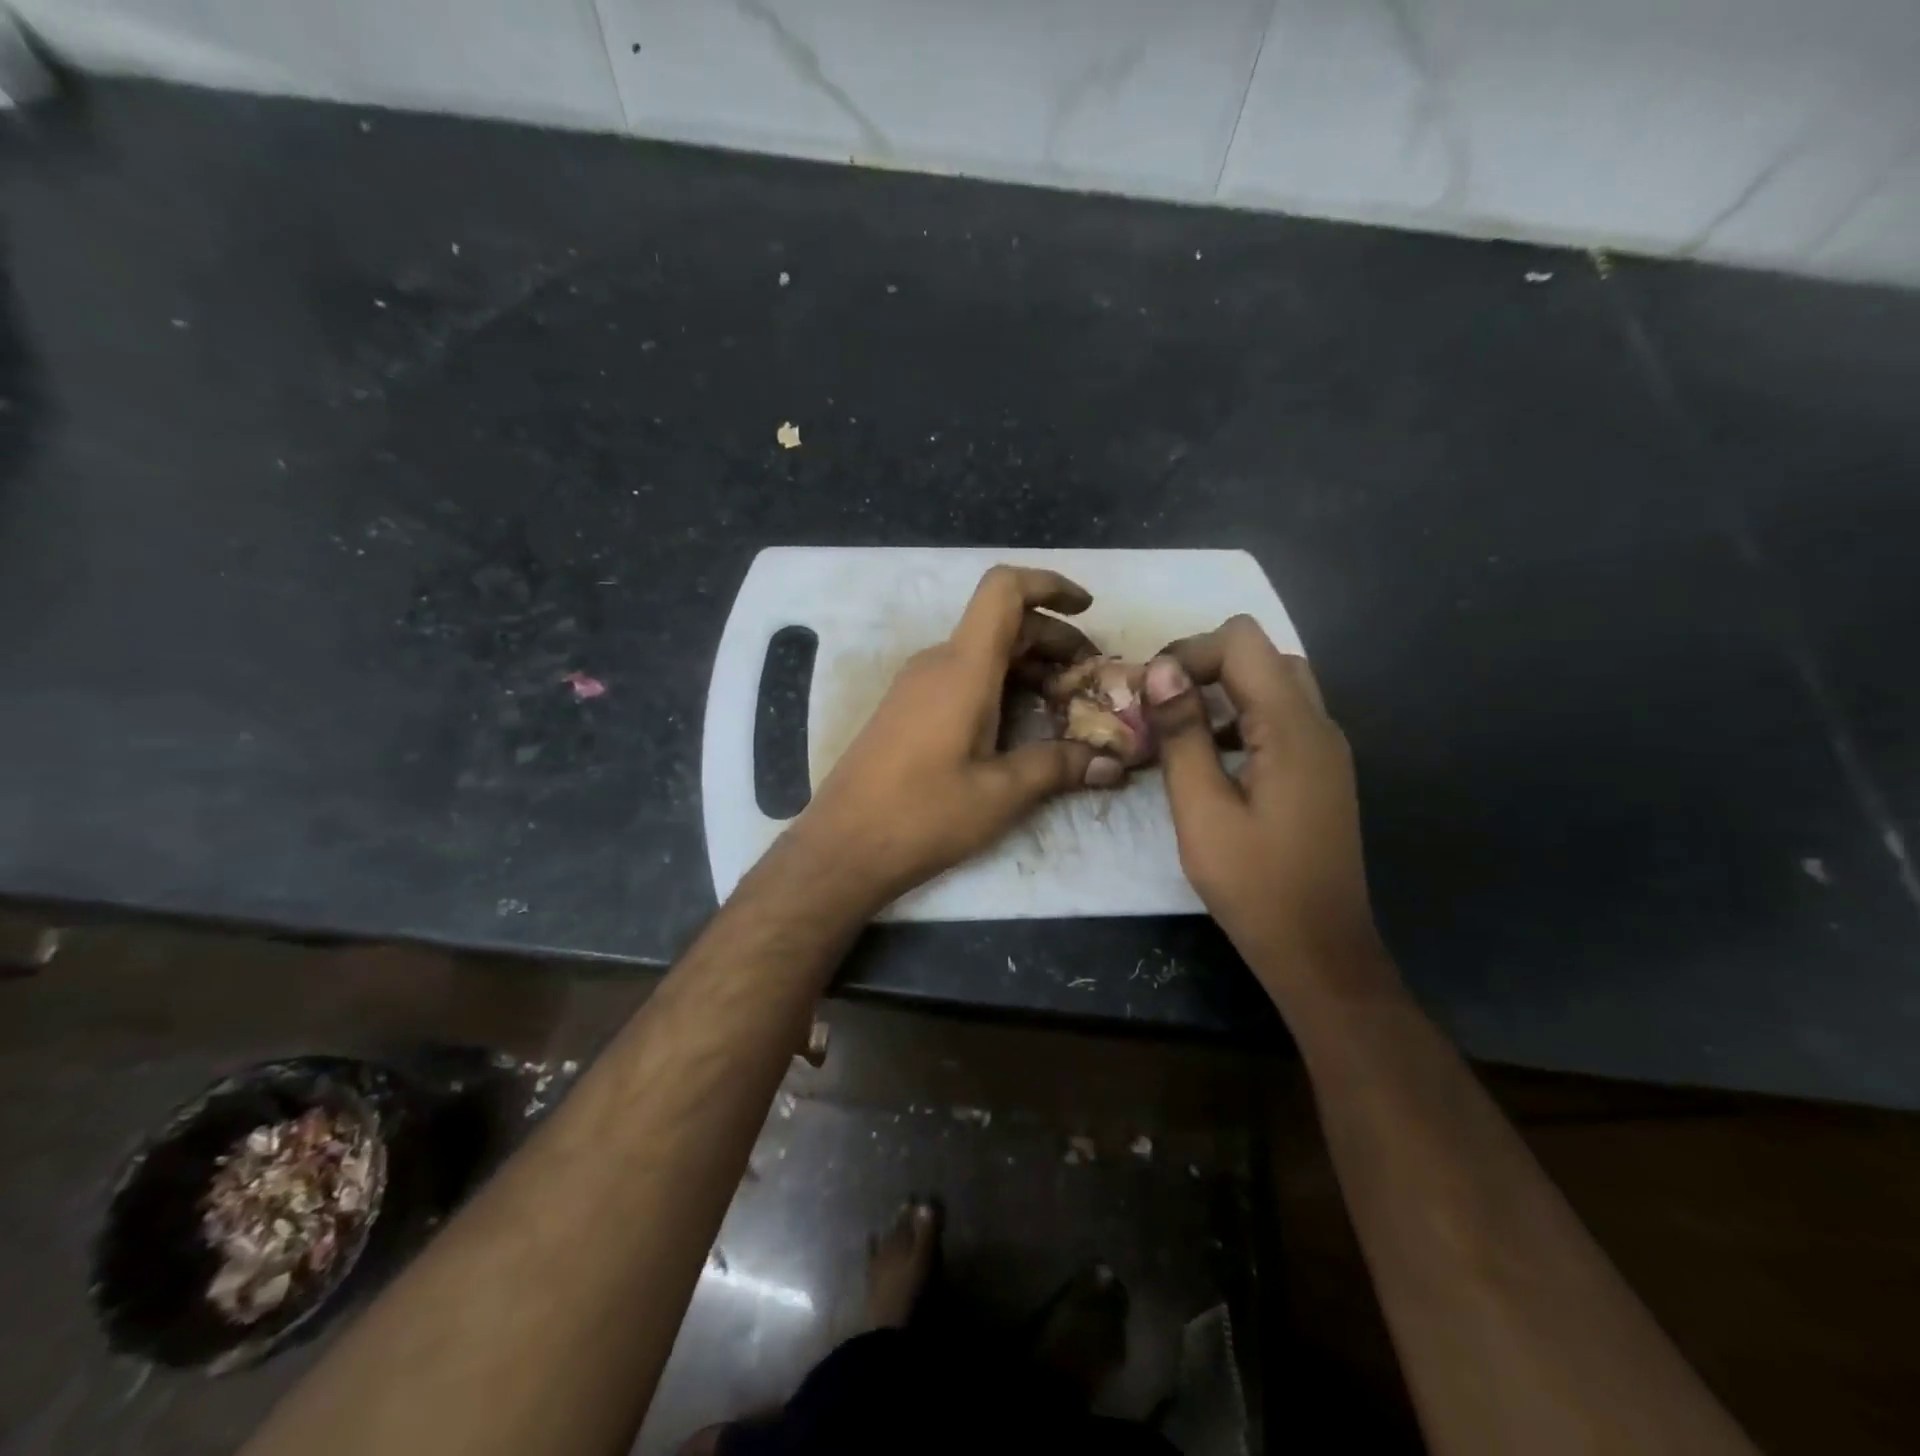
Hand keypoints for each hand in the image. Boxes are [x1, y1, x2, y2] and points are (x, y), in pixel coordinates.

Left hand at [793, 566, 1104, 911]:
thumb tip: (1113, 764)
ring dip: (1029, 668)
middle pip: (1003, 625)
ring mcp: (917, 685)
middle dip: (1054, 642)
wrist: (843, 846)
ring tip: (1065, 707)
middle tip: (1091, 681)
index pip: (1004, 590)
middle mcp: (938, 663)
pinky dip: (1001, 686)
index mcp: (963, 667)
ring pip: (984, 654)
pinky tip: (1020, 728)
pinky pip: (963, 678)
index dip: (1049, 585)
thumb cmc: (923, 815)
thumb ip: (1059, 767)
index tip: (1086, 607)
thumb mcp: (1001, 793)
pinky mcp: (907, 710)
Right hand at [1142, 616, 1386, 998]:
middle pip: (1262, 654)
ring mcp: (1325, 747)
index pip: (1242, 642)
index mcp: (1292, 727)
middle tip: (1160, 706)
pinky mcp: (1320, 770)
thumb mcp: (1201, 809)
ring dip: (1223, 690)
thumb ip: (1182, 734)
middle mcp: (1319, 724)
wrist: (1318, 948)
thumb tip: (1160, 670)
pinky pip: (1281, 717)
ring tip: (1178, 729)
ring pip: (1274, 683)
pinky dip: (1241, 716)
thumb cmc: (1254, 884)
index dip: (1188, 653)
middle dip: (1204, 665)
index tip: (1148, 695)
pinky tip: (1211, 756)